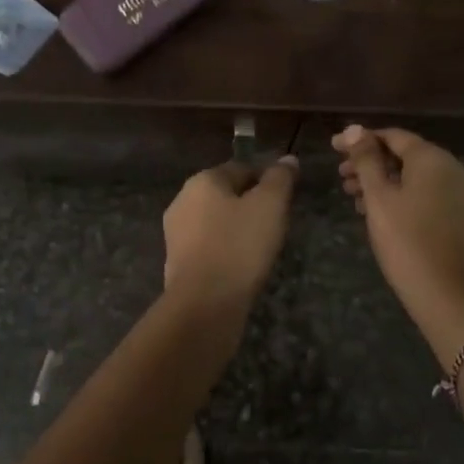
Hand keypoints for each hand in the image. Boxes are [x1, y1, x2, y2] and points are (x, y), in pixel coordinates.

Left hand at [163, 157, 298, 310]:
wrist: (203, 304)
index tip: (286, 198)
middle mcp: (182, 200)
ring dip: (237, 228)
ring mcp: (176, 233)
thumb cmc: (239, 246)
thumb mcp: (270, 206)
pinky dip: (225, 250)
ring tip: (261, 247)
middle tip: (276, 223)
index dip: (266, 179)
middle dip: (250, 204)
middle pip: (226, 194)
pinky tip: (241, 265)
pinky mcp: (177, 262)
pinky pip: (208, 246)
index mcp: (203, 180)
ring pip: (215, 221)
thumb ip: (279, 179)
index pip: (241, 167)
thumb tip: (288, 158)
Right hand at [334, 126, 463, 348]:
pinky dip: (404, 197)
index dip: (360, 140)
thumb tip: (354, 129)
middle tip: (341, 177)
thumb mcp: (379, 198)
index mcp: (434, 158)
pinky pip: (429, 195)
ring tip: (354, 198)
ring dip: (385, 182)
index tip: (334, 149)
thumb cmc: (407, 243)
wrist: (451, 298)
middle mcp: (454, 169)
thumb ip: (366, 160)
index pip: (393, 136)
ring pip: (417, 178)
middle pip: (406, 156)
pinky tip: (381, 214)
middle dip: (371, 163)